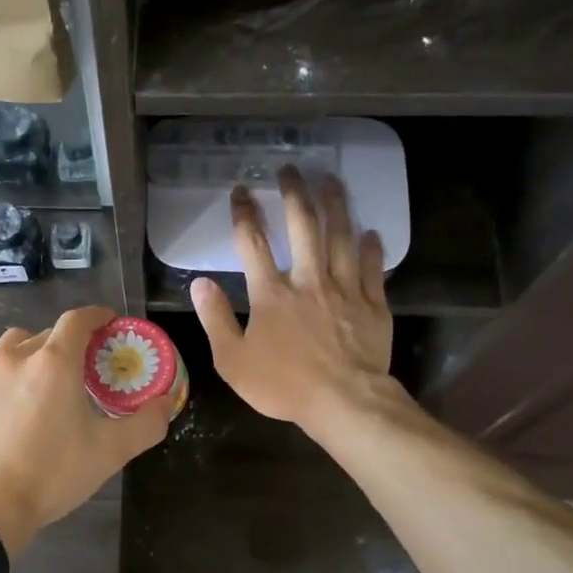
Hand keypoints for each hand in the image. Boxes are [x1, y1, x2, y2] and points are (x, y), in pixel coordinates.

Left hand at [0, 306, 173, 556]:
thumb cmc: (52, 475)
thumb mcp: (110, 452)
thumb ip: (146, 423)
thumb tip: (165, 403)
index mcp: (53, 363)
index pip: (77, 320)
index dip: (96, 316)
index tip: (109, 323)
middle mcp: (13, 359)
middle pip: (44, 335)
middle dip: (65, 345)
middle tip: (80, 370)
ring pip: (9, 351)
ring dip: (29, 358)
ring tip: (39, 387)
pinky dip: (1, 384)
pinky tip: (6, 415)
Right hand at [191, 168, 395, 437]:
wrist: (343, 402)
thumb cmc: (283, 385)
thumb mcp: (232, 360)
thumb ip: (215, 319)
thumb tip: (199, 284)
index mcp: (271, 293)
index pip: (253, 243)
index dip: (244, 213)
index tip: (241, 191)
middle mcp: (308, 280)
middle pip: (303, 226)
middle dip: (294, 194)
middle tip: (291, 169)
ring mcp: (344, 289)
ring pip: (341, 237)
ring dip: (336, 206)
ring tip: (332, 181)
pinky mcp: (373, 304)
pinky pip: (373, 268)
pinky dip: (371, 248)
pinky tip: (370, 232)